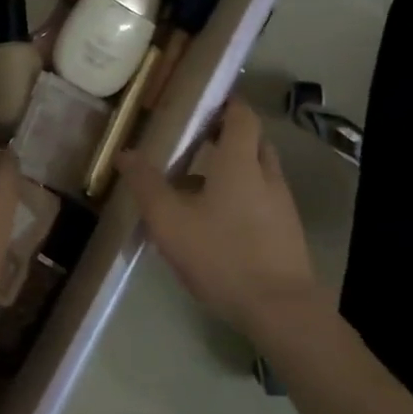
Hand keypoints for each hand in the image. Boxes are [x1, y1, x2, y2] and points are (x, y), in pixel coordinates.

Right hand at [116, 97, 319, 335]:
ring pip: (259, 172)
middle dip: (228, 135)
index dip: (226, 103)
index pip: (242, 115)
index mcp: (241, 162)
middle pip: (253, 140)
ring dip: (233, 168)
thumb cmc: (222, 256)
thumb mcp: (170, 221)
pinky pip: (263, 199)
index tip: (202, 102)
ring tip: (198, 184)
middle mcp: (267, 175)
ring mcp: (282, 205)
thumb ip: (146, 184)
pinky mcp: (287, 233)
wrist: (281, 312)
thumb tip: (125, 153)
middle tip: (196, 139)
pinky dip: (242, 196)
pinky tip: (217, 222)